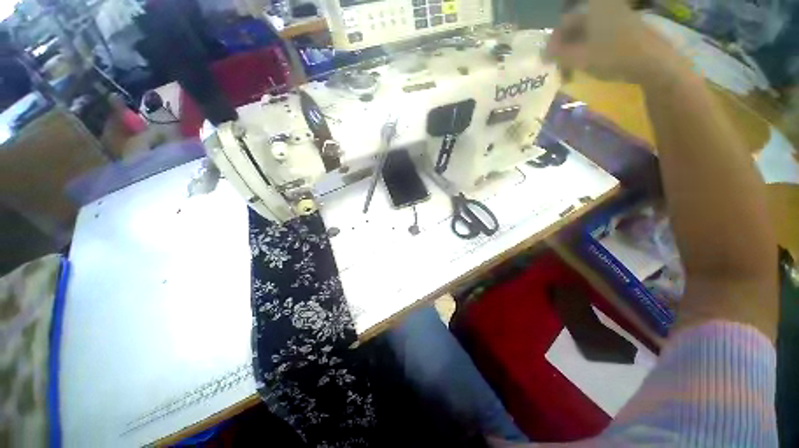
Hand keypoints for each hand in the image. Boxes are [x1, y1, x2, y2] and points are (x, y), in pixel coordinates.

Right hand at [545, 0, 685, 85]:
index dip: (554, 42)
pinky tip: (587, 63)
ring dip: (576, 49)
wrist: (652, 61)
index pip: (564, 23)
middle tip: (559, 66)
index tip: (549, 59)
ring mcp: (616, 14)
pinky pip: (599, 34)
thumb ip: (558, 54)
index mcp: (593, 7)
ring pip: (587, 31)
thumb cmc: (613, 55)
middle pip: (576, 26)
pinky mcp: (625, 25)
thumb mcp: (580, 58)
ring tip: (571, 69)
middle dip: (565, 46)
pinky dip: (589, 47)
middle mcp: (604, 6)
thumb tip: (543, 53)